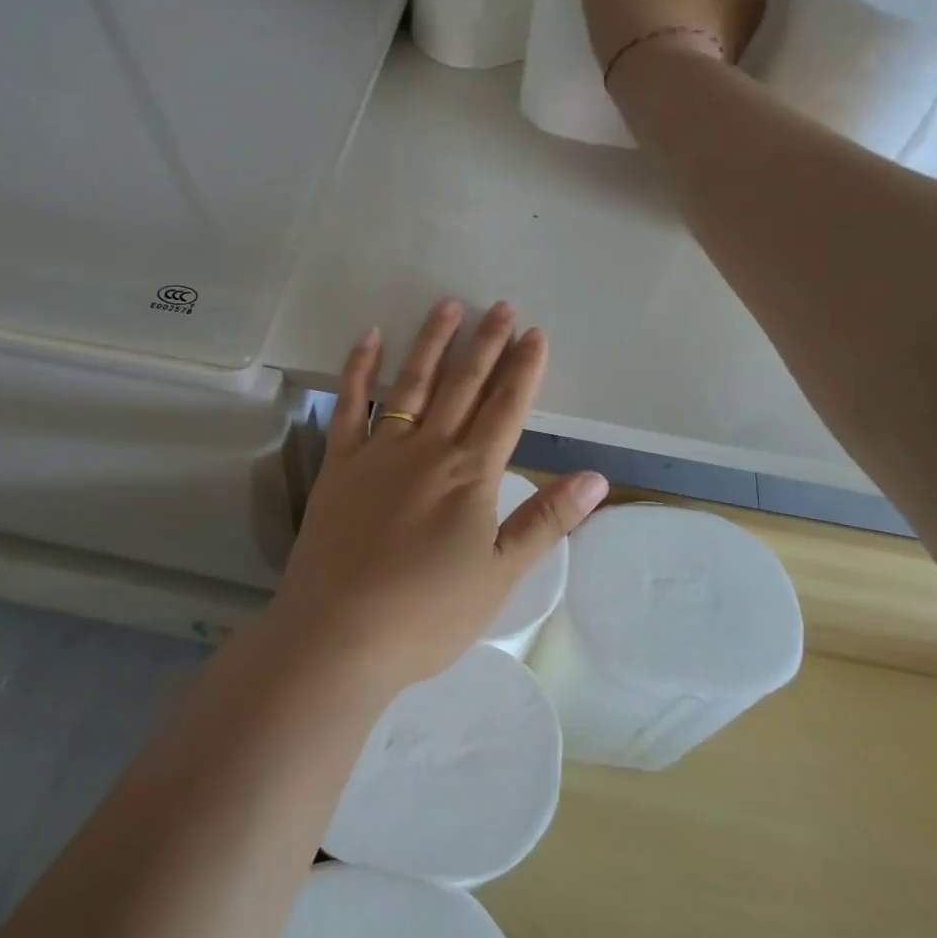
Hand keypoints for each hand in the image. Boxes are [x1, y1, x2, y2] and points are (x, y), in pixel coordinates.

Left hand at [267, 299, 607, 693]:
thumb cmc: (427, 614)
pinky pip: (350, 404)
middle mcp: (428, 449)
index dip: (524, 369)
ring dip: (432, 343)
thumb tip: (597, 478)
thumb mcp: (500, 575)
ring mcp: (379, 450)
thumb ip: (546, 520)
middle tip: (501, 306)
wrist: (340, 632)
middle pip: (463, 385)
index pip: (506, 409)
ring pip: (412, 383)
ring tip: (448, 306)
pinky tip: (370, 338)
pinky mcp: (339, 462)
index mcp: (471, 475)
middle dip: (486, 343)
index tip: (535, 333)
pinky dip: (359, 368)